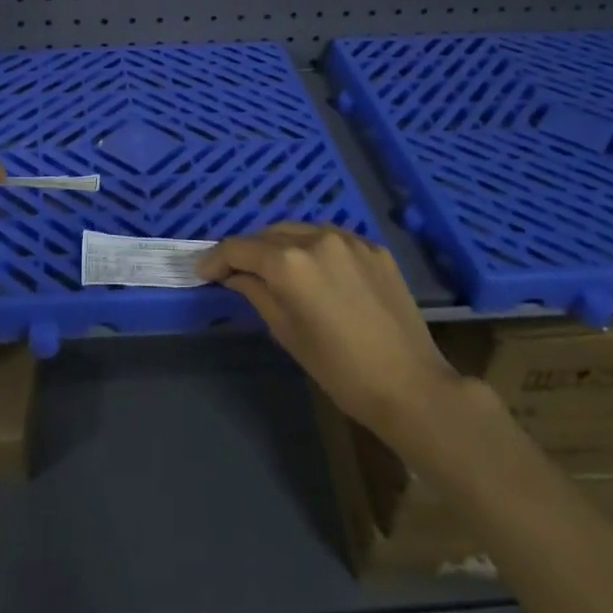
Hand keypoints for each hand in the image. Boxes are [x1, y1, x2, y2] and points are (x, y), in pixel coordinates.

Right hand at [198, 223, 458, 437]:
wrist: (409, 383)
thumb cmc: (338, 368)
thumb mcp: (286, 331)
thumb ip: (256, 293)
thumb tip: (234, 276)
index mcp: (289, 262)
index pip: (240, 248)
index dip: (216, 258)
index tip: (203, 272)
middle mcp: (317, 238)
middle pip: (268, 233)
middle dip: (248, 250)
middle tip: (235, 271)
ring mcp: (349, 239)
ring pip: (300, 230)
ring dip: (280, 244)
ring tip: (272, 267)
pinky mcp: (374, 248)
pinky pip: (331, 238)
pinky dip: (313, 248)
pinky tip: (314, 270)